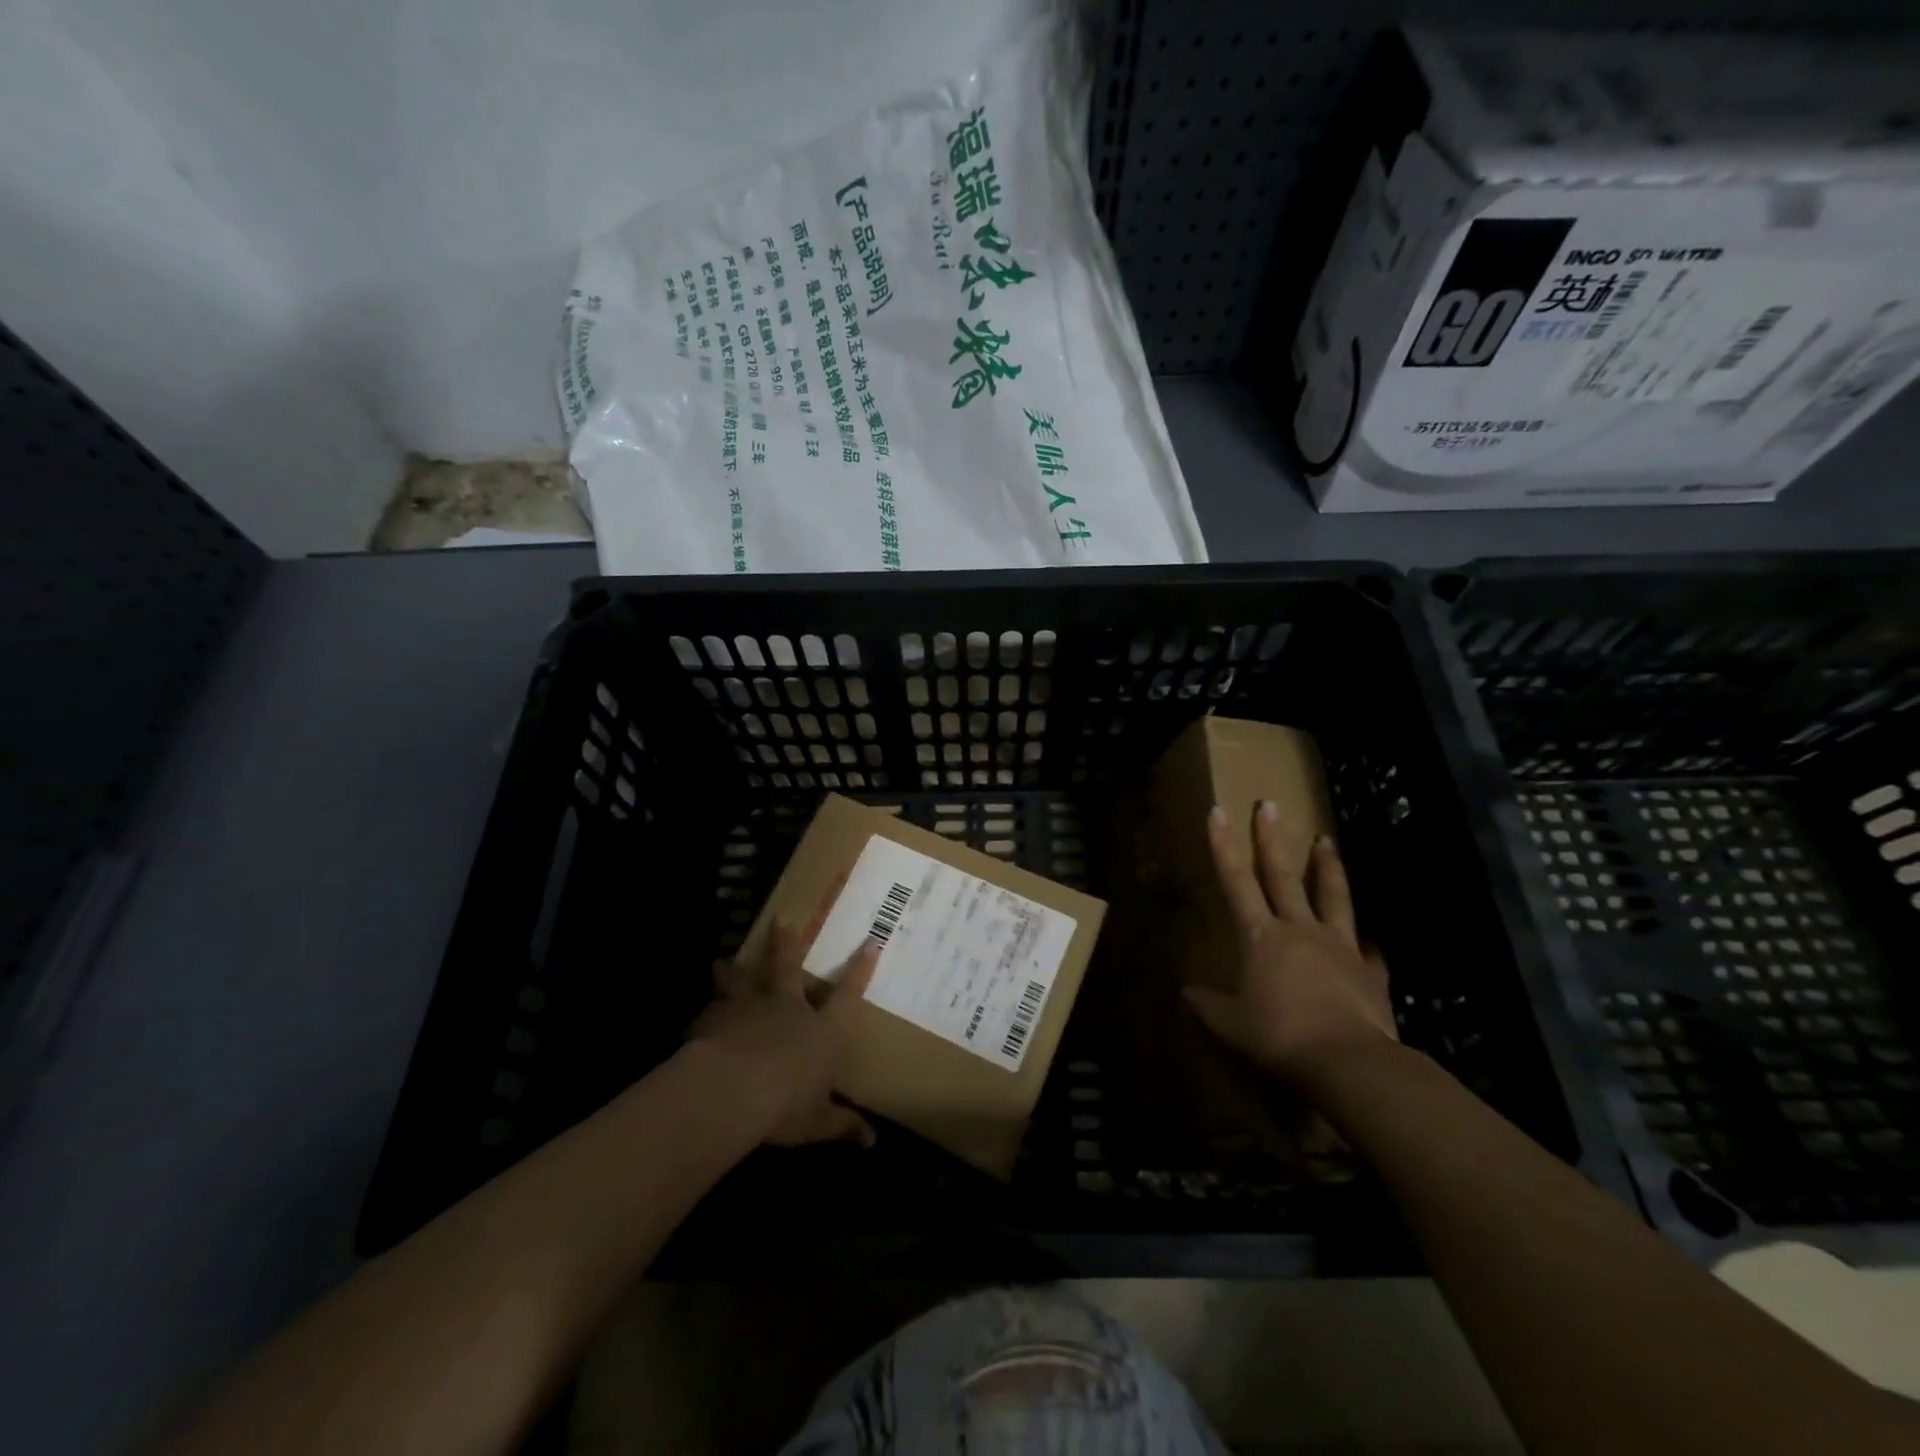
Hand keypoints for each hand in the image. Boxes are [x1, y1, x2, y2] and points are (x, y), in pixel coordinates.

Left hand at [688, 915, 878, 1147]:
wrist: (732, 1089)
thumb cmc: (785, 1103)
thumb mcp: (818, 1122)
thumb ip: (842, 1125)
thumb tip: (872, 1142)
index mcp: (822, 1030)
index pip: (848, 995)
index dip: (860, 969)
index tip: (870, 942)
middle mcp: (788, 1008)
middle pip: (788, 968)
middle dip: (787, 943)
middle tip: (781, 919)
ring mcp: (750, 1008)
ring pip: (743, 979)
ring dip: (735, 969)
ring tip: (724, 959)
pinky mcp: (716, 1018)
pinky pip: (711, 1009)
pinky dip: (706, 1010)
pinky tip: (697, 1012)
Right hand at [1187, 801, 1397, 1083]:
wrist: (1349, 1064)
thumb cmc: (1280, 1037)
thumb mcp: (1231, 1025)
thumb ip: (1209, 1005)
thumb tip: (1187, 992)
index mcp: (1261, 936)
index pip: (1235, 881)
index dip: (1223, 845)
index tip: (1218, 812)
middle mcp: (1299, 929)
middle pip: (1282, 874)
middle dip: (1272, 838)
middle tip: (1270, 804)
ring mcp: (1339, 946)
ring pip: (1333, 896)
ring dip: (1328, 867)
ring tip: (1327, 840)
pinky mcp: (1371, 971)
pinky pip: (1368, 950)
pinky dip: (1366, 943)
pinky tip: (1369, 941)